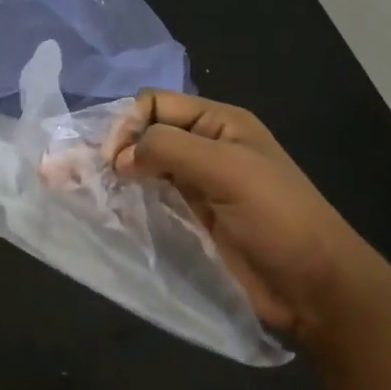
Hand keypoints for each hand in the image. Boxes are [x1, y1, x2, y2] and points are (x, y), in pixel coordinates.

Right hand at [106, 90, 387, 342]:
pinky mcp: (189, 218)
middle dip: (110, 147)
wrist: (313, 285)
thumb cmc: (276, 218)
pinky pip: (148, 198)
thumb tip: (118, 157)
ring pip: (141, 166)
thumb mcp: (226, 169)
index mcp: (218, 123)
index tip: (113, 160)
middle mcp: (204, 147)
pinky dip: (124, 199)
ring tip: (77, 187)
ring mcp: (195, 184)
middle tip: (80, 174)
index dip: (128, 124)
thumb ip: (169, 149)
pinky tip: (103, 208)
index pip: (155, 104)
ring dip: (112, 174)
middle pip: (144, 133)